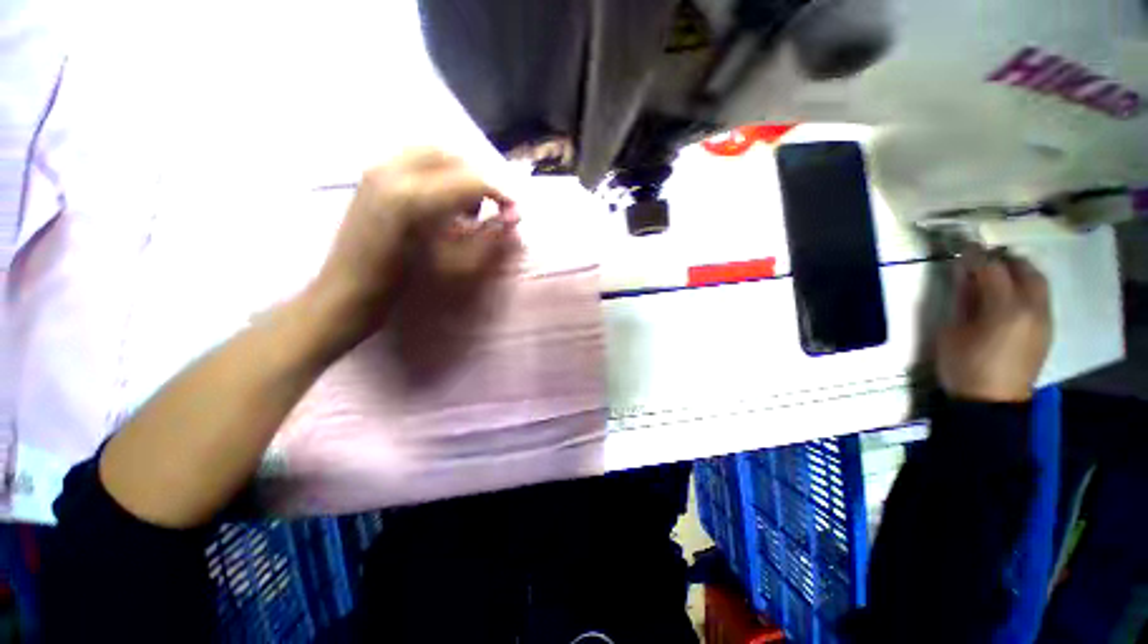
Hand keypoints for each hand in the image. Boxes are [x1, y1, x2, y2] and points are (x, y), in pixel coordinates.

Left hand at [312, 148, 519, 345]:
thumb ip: (485, 237)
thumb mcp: (450, 263)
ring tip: (462, 206)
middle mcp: (392, 171)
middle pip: (452, 155)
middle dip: (478, 178)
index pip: (471, 179)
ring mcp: (377, 168)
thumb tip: (512, 219)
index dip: (499, 192)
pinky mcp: (370, 174)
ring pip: (432, 151)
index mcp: (413, 198)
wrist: (348, 290)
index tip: (513, 210)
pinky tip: (439, 200)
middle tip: (488, 206)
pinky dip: (437, 172)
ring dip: (457, 173)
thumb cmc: (400, 284)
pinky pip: (413, 158)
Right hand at [936, 252, 1050, 402]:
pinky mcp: (1048, 328)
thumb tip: (964, 272)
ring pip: (1038, 280)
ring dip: (1017, 271)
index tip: (960, 251)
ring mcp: (1045, 318)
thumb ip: (963, 298)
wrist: (991, 403)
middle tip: (980, 261)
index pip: (993, 268)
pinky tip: (1007, 296)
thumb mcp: (952, 331)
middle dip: (1002, 259)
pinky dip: (1025, 287)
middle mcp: (1033, 308)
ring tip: (995, 276)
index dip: (975, 256)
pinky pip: (1041, 296)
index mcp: (1005, 309)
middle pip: (1023, 268)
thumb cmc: (963, 367)